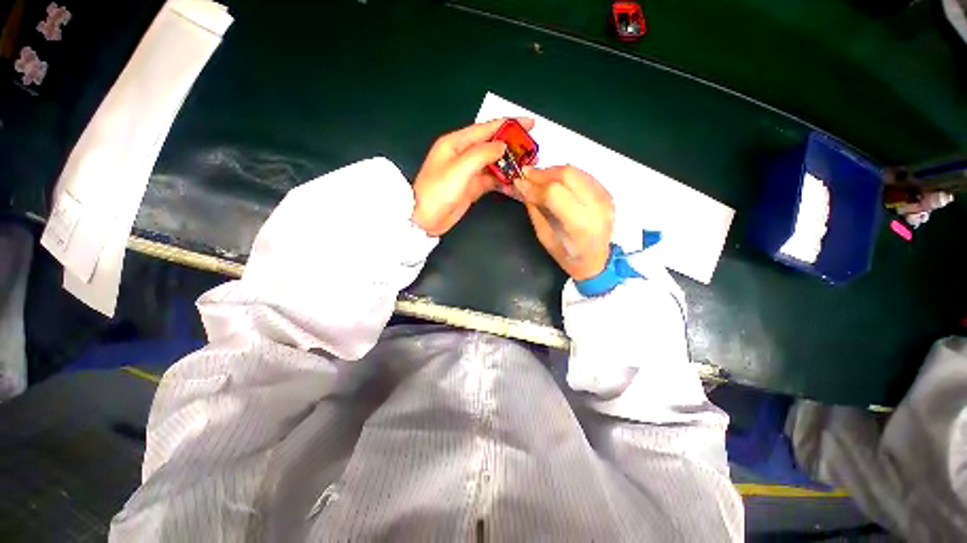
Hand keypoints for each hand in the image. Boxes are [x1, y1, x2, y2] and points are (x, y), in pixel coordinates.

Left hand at [412, 118, 534, 235]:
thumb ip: (482, 154)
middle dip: (512, 146)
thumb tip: (503, 145)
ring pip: (494, 164)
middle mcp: (463, 154)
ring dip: (510, 165)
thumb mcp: (459, 169)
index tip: (529, 124)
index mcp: (456, 143)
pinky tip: (514, 183)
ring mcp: (469, 172)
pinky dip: (503, 181)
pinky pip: (491, 180)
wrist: (425, 219)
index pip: (486, 129)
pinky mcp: (472, 187)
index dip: (509, 125)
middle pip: (492, 145)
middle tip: (532, 150)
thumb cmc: (437, 191)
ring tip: (528, 167)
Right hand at [514, 166, 613, 280]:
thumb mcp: (545, 237)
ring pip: (574, 171)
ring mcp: (604, 197)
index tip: (518, 183)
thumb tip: (522, 187)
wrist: (596, 260)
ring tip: (536, 177)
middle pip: (567, 176)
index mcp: (580, 225)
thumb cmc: (567, 255)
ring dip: (551, 171)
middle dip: (542, 173)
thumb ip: (535, 210)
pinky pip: (581, 174)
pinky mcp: (606, 192)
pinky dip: (563, 174)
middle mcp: (596, 207)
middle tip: (525, 174)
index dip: (533, 186)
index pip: (554, 194)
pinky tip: (552, 180)